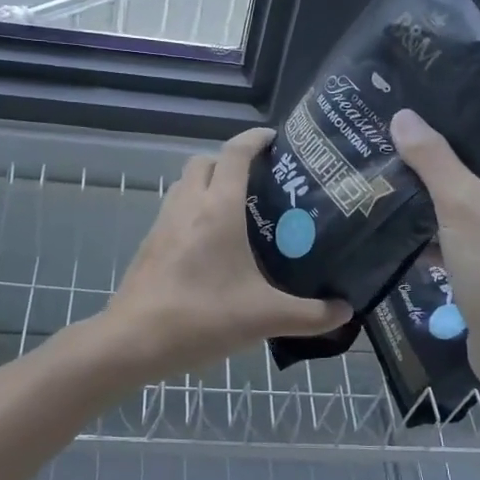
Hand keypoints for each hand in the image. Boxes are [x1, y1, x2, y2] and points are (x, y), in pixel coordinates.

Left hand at [99, 128, 351, 378]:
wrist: (133, 341)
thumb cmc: (202, 317)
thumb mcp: (265, 318)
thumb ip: (311, 314)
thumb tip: (346, 311)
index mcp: (218, 208)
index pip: (235, 153)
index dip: (255, 138)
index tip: (276, 139)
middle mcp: (188, 205)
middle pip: (205, 161)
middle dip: (230, 161)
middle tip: (260, 182)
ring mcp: (164, 223)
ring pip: (186, 184)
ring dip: (209, 184)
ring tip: (239, 211)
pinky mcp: (150, 244)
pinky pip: (175, 210)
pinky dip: (194, 210)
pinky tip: (212, 245)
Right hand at [390, 108, 479, 400]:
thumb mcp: (461, 205)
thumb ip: (433, 159)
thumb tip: (403, 116)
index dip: (451, 138)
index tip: (410, 132)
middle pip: (476, 180)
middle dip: (435, 177)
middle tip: (391, 162)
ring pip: (468, 216)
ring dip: (434, 212)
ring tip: (389, 197)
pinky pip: (467, 247)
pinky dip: (441, 243)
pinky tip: (406, 243)